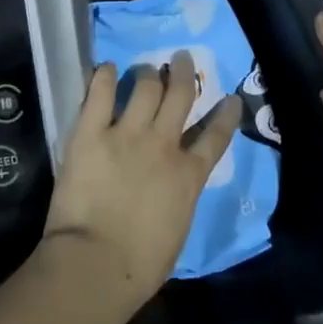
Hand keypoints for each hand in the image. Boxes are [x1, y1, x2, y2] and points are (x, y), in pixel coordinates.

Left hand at [43, 54, 239, 315]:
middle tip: (182, 58)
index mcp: (188, 176)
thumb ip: (179, 197)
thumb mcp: (177, 230)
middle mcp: (163, 145)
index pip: (215, 138)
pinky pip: (99, 93)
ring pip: (145, 88)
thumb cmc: (140, 265)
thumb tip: (174, 186)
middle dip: (184, 73)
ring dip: (147, 74)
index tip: (231, 99)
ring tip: (146, 68)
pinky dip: (103, 76)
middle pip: (181, 96)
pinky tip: (106, 68)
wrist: (96, 263)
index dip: (226, 116)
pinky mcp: (91, 132)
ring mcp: (127, 134)